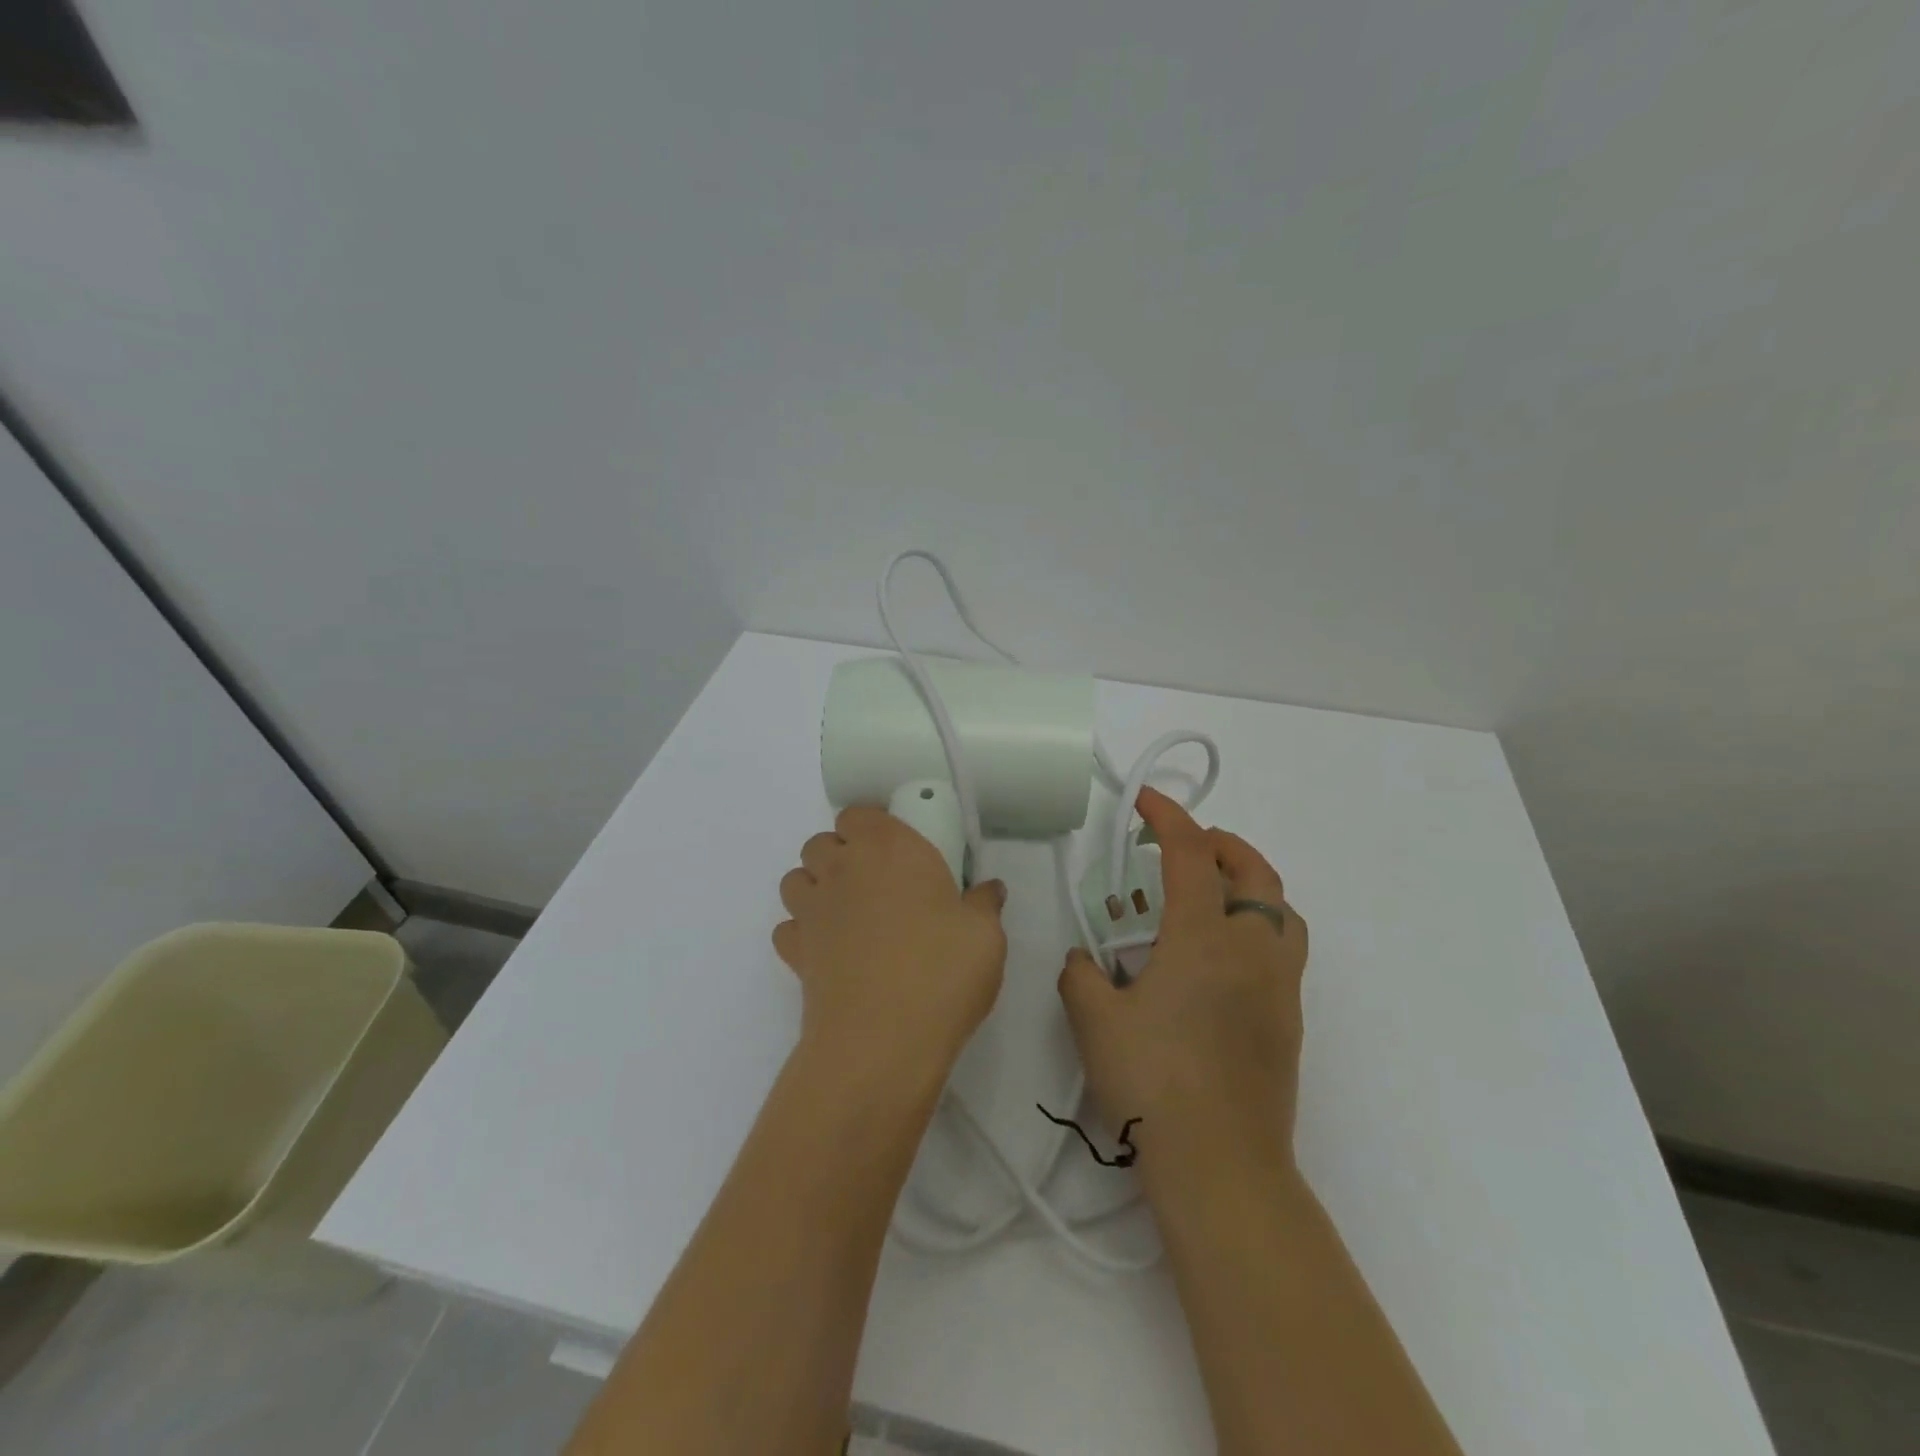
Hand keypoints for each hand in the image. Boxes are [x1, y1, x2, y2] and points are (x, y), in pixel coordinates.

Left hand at [774, 807, 1008, 1081]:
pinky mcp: (794, 952)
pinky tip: (831, 951)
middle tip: (878, 885)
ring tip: (849, 914)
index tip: (897, 851)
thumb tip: (988, 889)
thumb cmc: (940, 972)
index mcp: (888, 848)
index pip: (858, 814)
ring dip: (816, 887)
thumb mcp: (985, 936)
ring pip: (795, 879)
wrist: (881, 1041)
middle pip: (821, 842)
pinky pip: (789, 927)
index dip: (872, 828)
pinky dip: (803, 931)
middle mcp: (842, 869)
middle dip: (842, 855)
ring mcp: (812, 910)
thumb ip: (984, 903)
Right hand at [1058, 787, 1308, 1181]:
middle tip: (1187, 844)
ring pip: (1281, 911)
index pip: (1191, 856)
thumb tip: (1084, 959)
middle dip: (1222, 844)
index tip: (1144, 801)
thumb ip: (1081, 974)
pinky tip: (1217, 961)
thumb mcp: (1093, 1020)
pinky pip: (1281, 951)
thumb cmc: (1152, 1081)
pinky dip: (1255, 929)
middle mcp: (1251, 950)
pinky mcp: (1289, 1021)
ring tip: (1211, 897)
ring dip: (1249, 886)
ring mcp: (1279, 987)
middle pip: (1256, 872)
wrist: (1220, 1165)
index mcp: (1204, 938)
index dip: (1168, 818)